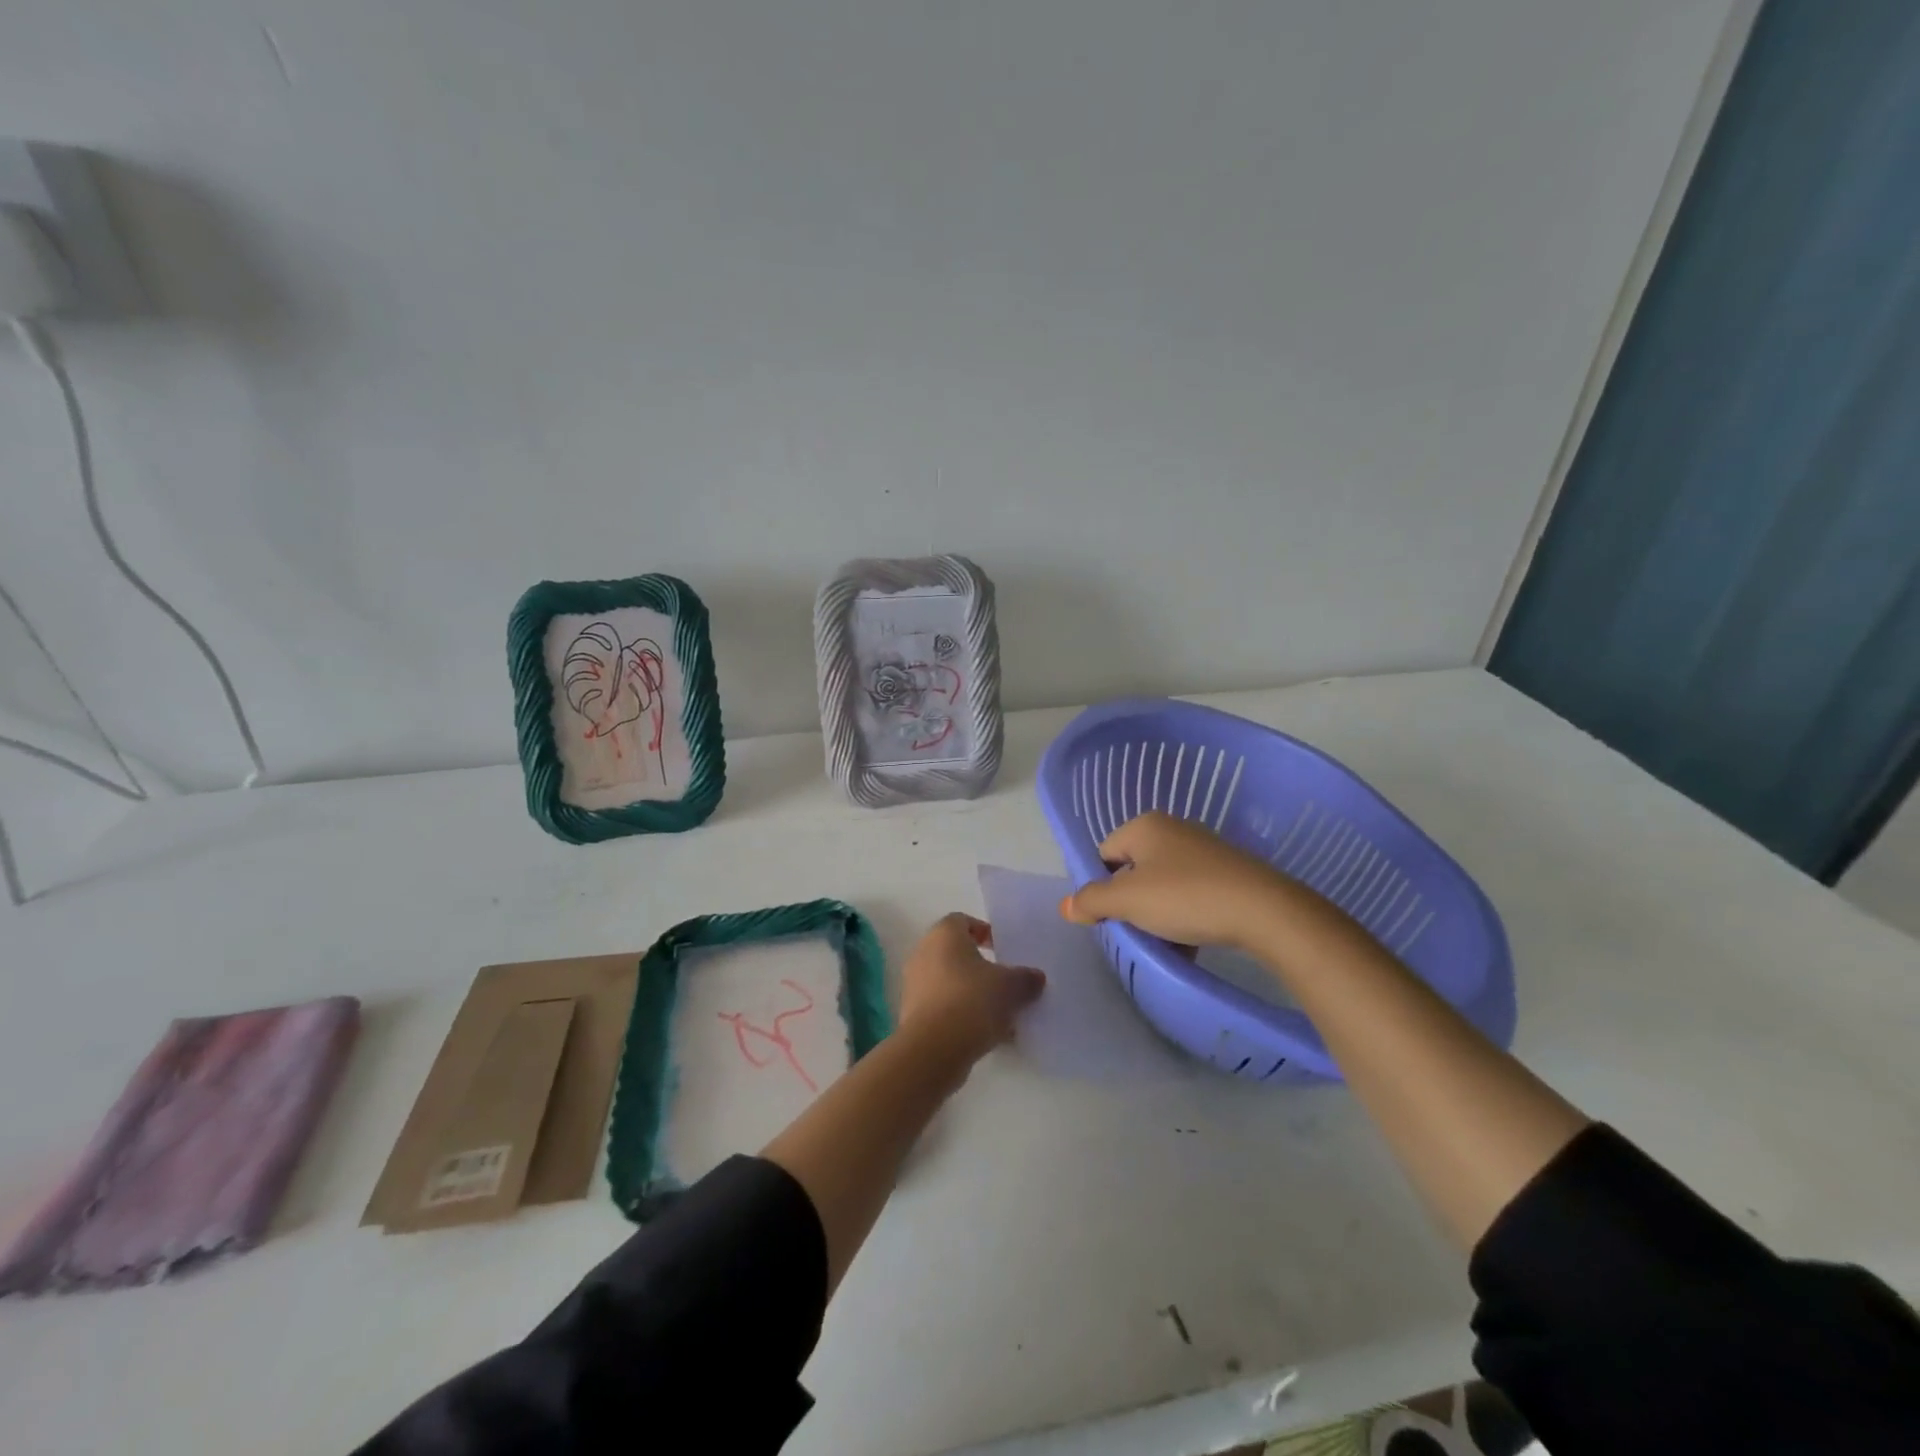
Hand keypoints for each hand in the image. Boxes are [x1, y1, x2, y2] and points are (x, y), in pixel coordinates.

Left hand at [898, 914, 1044, 1064]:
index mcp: (944, 934)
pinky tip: (984, 1034)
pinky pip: (942, 1007)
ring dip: (971, 993)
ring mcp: (914, 985)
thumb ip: (1026, 978)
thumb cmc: (972, 1001)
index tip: (1001, 948)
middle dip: (980, 967)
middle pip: (955, 953)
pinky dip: (960, 1015)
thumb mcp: (1011, 987)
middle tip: (1004, 981)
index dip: (983, 931)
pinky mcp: (912, 1015)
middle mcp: (923, 953)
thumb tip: (1036, 977)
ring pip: (949, 982)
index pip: (962, 921)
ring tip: (999, 1013)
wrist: (933, 1049)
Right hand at [1060, 811, 1291, 949]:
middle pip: (1133, 871)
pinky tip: (1192, 943)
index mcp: (1145, 826)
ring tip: (1167, 944)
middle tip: (1137, 931)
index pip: (1103, 855)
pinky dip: (1185, 916)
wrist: (1264, 910)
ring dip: (1158, 915)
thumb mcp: (1127, 901)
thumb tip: (1066, 906)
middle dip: (1131, 904)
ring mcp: (1203, 849)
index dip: (1101, 888)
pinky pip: (1191, 893)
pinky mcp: (1228, 872)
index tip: (1112, 917)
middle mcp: (1173, 829)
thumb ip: (1091, 901)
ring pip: (1162, 886)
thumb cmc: (1185, 897)